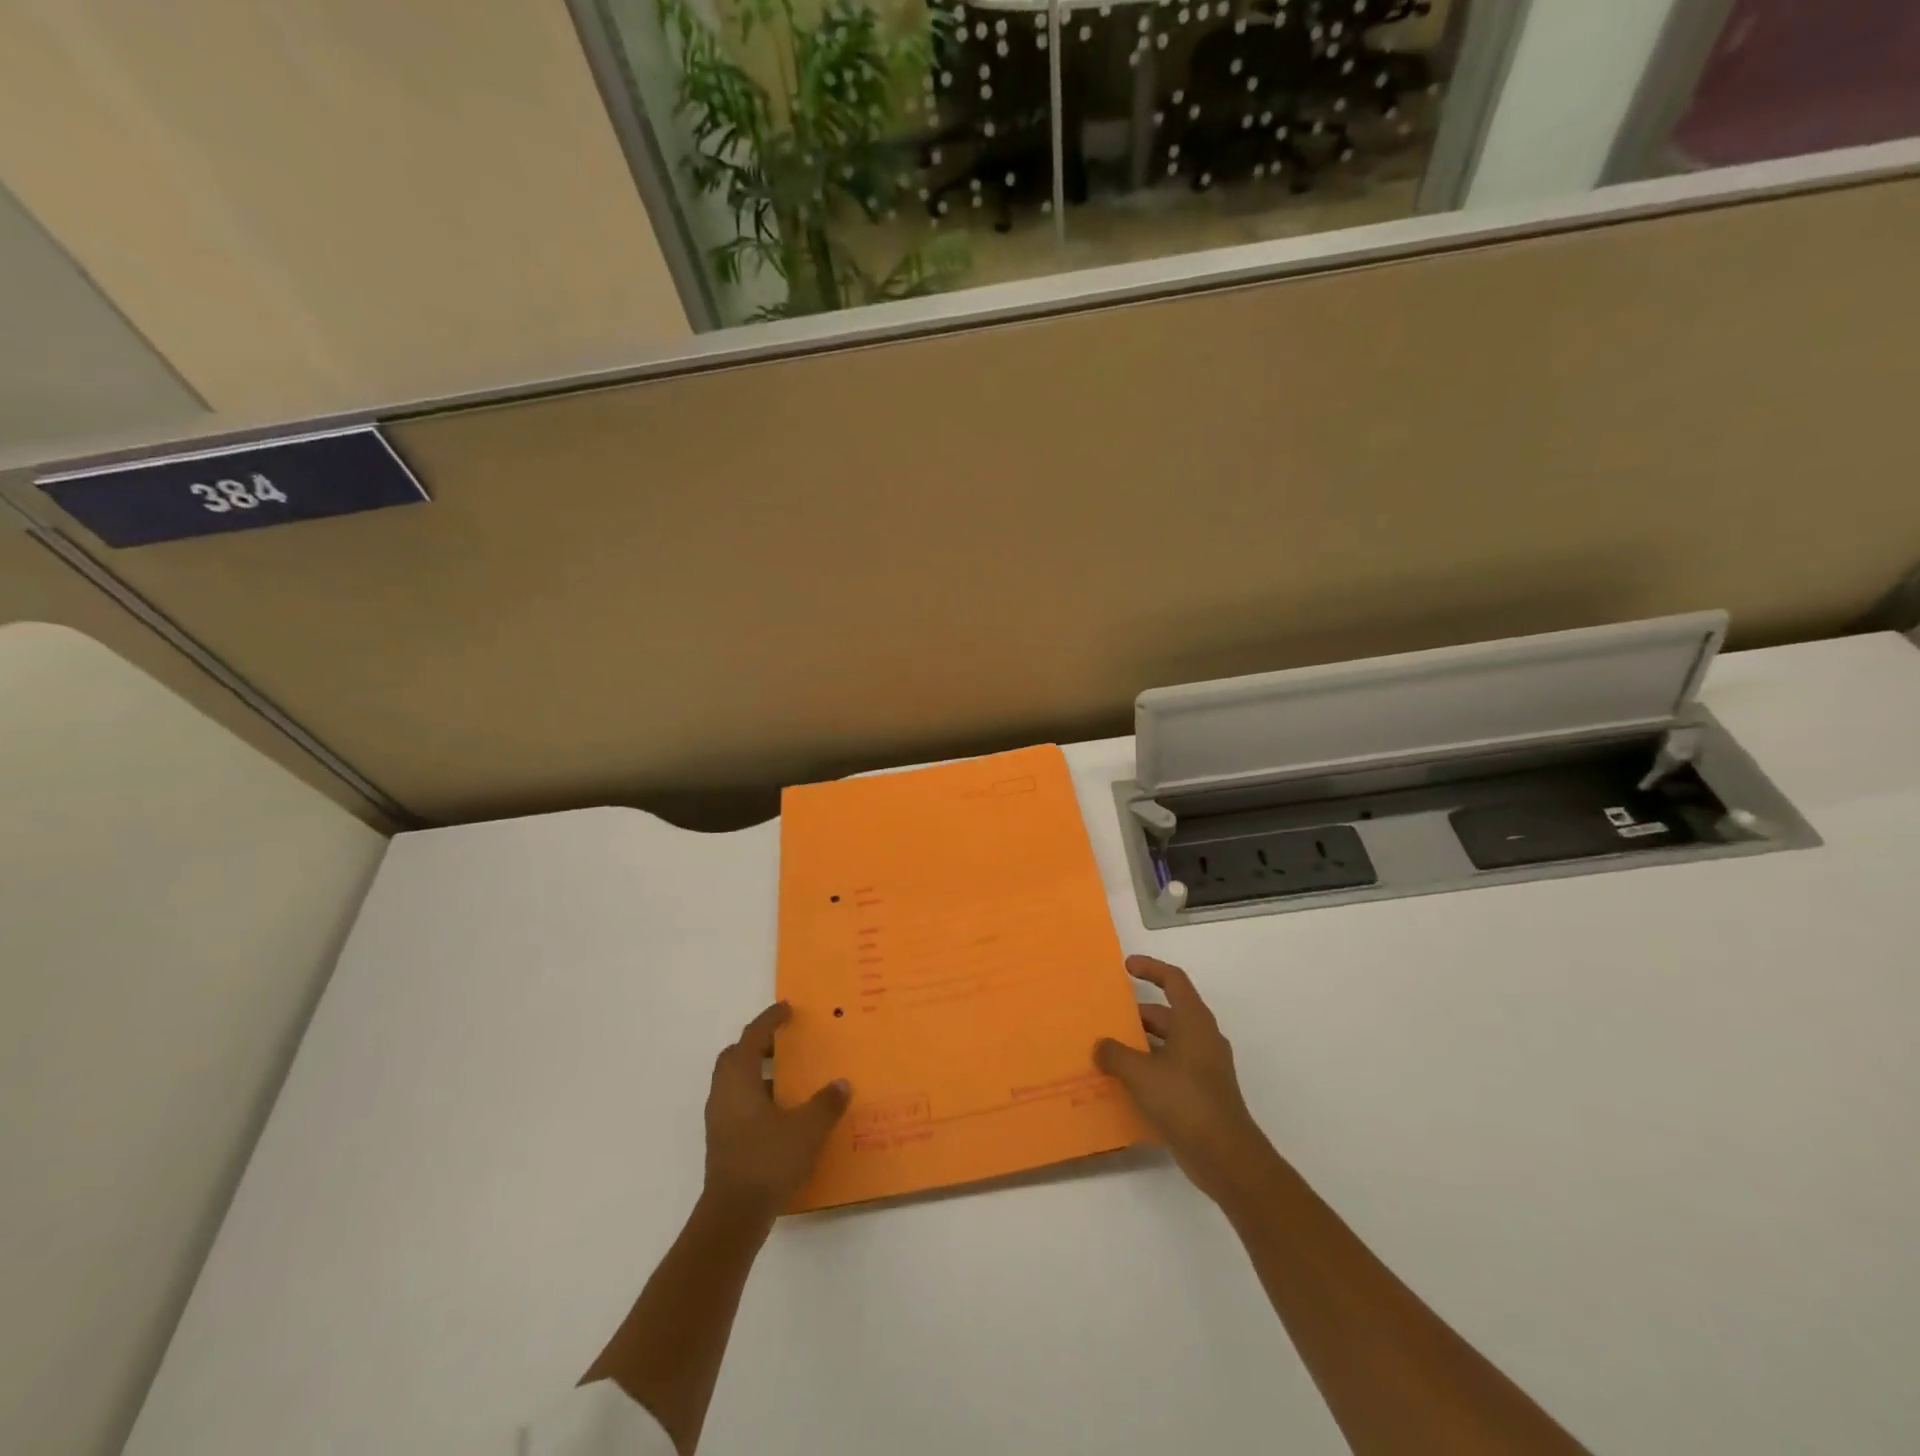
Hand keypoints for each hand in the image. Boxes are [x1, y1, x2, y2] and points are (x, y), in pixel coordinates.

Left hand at [703, 1003, 849, 1224]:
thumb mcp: (807, 1129)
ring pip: (736, 1082)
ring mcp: (720, 1120)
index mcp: (739, 1079)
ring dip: (758, 1073)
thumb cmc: (768, 1160)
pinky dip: (758, 1097)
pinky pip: (739, 1105)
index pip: (753, 1037)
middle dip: (758, 1044)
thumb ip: (826, 1103)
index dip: (770, 1020)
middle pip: (735, 1057)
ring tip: (789, 1077)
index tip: (787, 1008)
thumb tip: (841, 1084)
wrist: (733, 1216)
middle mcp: (723, 1093)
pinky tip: (782, 1113)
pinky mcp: (723, 1142)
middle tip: (785, 1041)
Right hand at [1095, 956, 1273, 1205]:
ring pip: (1168, 1043)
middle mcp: (1202, 1037)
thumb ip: (1115, 1054)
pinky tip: (1124, 1084)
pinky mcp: (1202, 1093)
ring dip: (1140, 1045)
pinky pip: (1170, 1069)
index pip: (1173, 980)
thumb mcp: (1140, 1073)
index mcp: (1193, 1021)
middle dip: (1136, 1015)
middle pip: (1167, 1013)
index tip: (1126, 967)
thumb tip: (1100, 1045)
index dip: (1150, 968)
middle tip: (1106, 1019)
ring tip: (1108, 1051)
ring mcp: (1205, 1067)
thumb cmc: (1184, 1100)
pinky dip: (1149, 1069)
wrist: (1226, 1156)